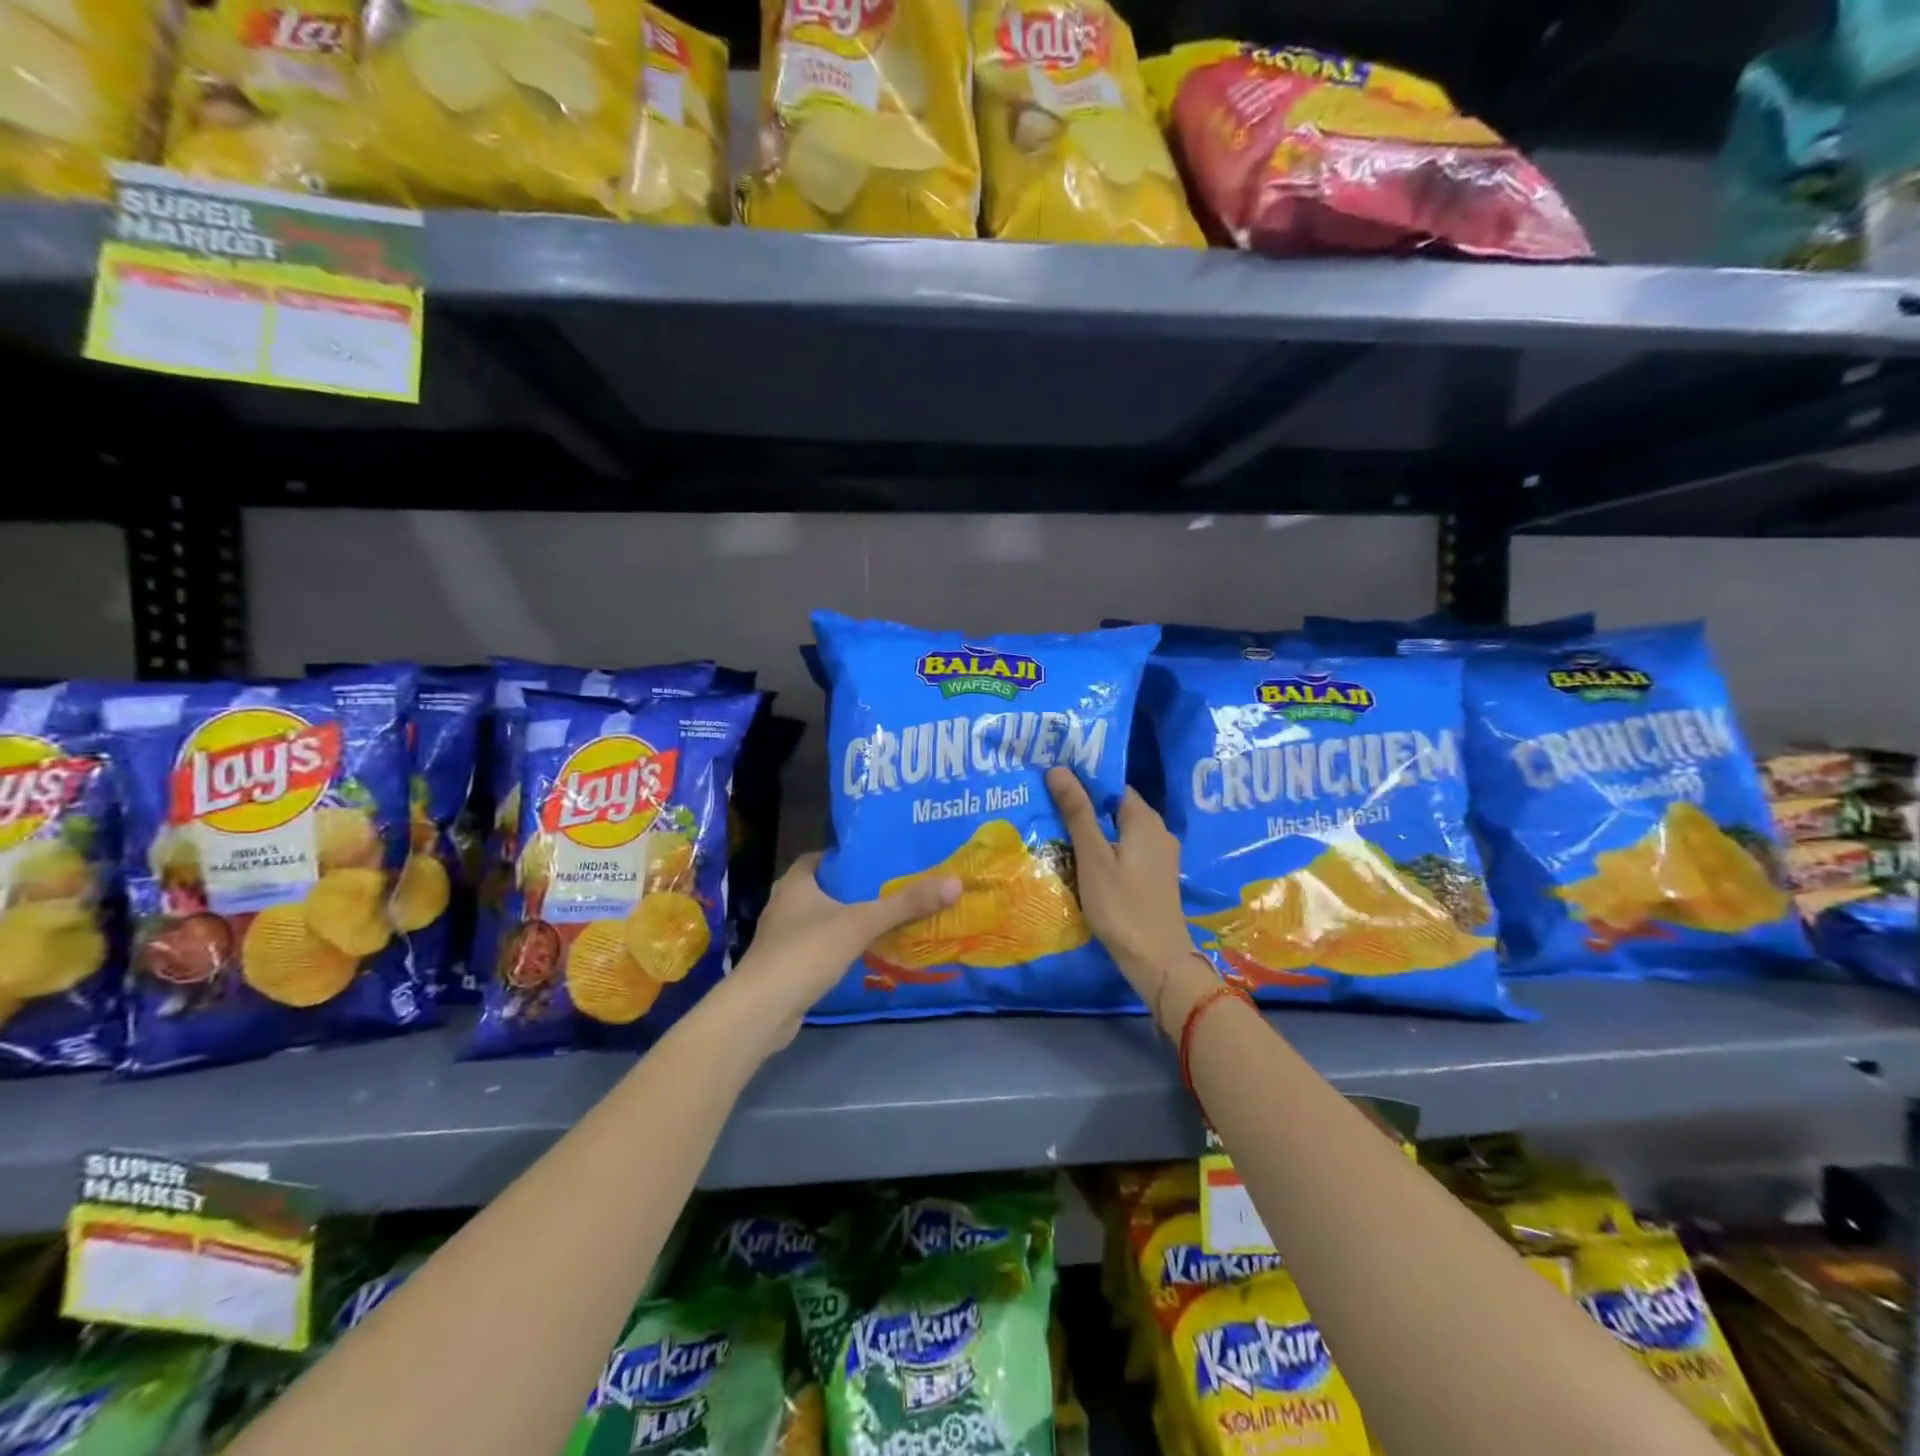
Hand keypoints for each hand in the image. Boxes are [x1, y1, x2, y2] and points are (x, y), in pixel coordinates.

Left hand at [728, 853, 959, 1047]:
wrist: (762, 1010)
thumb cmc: (807, 952)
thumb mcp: (862, 923)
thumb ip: (905, 904)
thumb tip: (954, 882)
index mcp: (795, 883)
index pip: (820, 857)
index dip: (846, 857)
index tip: (877, 860)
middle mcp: (783, 904)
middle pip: (822, 888)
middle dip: (852, 890)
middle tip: (890, 888)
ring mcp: (780, 938)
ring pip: (819, 919)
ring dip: (844, 920)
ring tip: (882, 920)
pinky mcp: (784, 966)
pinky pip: (815, 947)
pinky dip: (836, 947)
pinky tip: (861, 954)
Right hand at [1045, 767, 1200, 1006]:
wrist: (1157, 960)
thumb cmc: (1122, 905)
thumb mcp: (1093, 857)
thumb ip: (1077, 812)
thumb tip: (1058, 768)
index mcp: (1144, 819)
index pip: (1112, 785)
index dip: (1085, 780)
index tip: (1054, 782)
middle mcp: (1158, 831)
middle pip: (1116, 807)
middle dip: (1085, 805)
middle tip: (1049, 804)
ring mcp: (1160, 855)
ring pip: (1120, 830)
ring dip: (1094, 829)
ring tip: (1058, 830)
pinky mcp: (1155, 877)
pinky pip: (1126, 850)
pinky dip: (1106, 849)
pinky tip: (1082, 859)